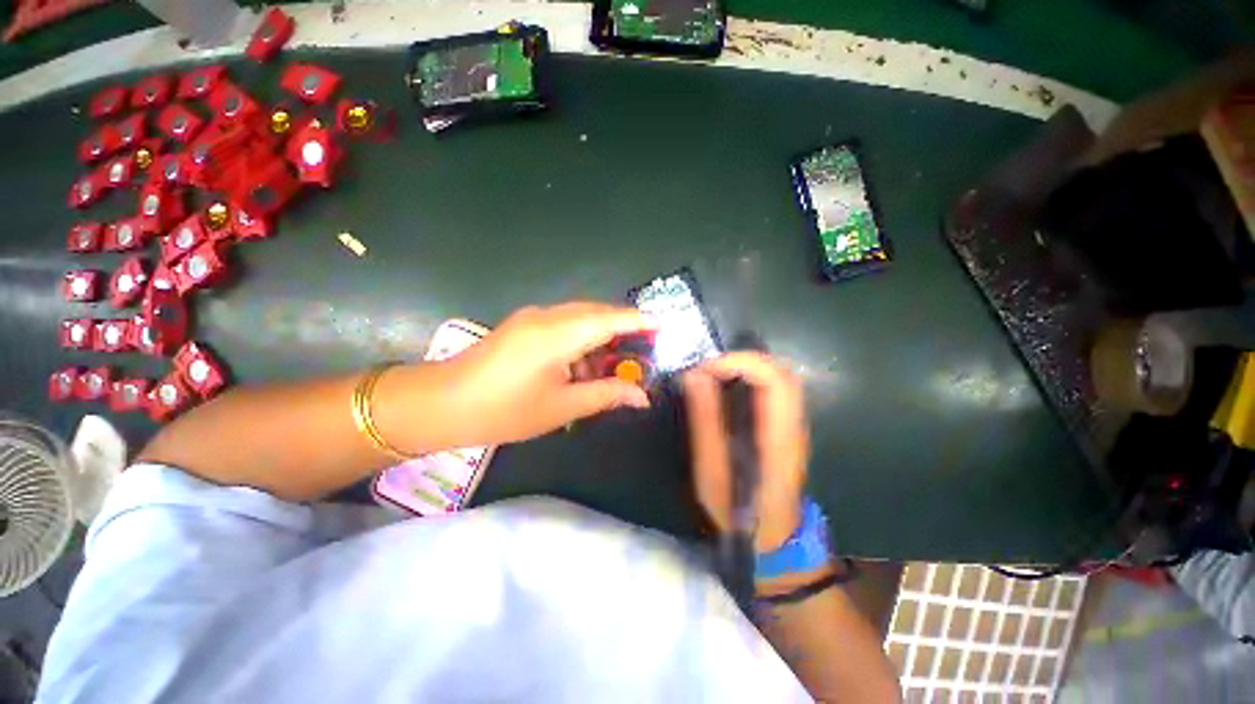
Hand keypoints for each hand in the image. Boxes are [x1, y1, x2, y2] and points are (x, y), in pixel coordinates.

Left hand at [423, 302, 653, 447]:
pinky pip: (562, 326)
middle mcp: (548, 316)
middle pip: (597, 314)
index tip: (664, 324)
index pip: (611, 319)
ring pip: (579, 319)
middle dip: (623, 330)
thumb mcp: (562, 407)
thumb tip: (641, 396)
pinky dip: (580, 342)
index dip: (639, 320)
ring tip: (610, 369)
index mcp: (559, 334)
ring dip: (599, 340)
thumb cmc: (504, 410)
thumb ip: (606, 395)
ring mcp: (532, 318)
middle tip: (643, 352)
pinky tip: (580, 368)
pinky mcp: (523, 326)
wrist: (440, 405)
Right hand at [682, 352, 808, 552]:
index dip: (740, 363)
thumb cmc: (737, 513)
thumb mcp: (712, 472)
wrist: (773, 540)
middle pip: (780, 371)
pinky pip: (773, 387)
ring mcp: (794, 423)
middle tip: (705, 367)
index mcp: (779, 438)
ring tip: (710, 373)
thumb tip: (695, 375)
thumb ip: (705, 422)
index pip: (774, 381)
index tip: (704, 368)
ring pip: (778, 375)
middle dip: (740, 359)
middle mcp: (794, 424)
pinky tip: (724, 385)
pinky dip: (747, 376)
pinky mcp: (786, 424)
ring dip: (743, 366)